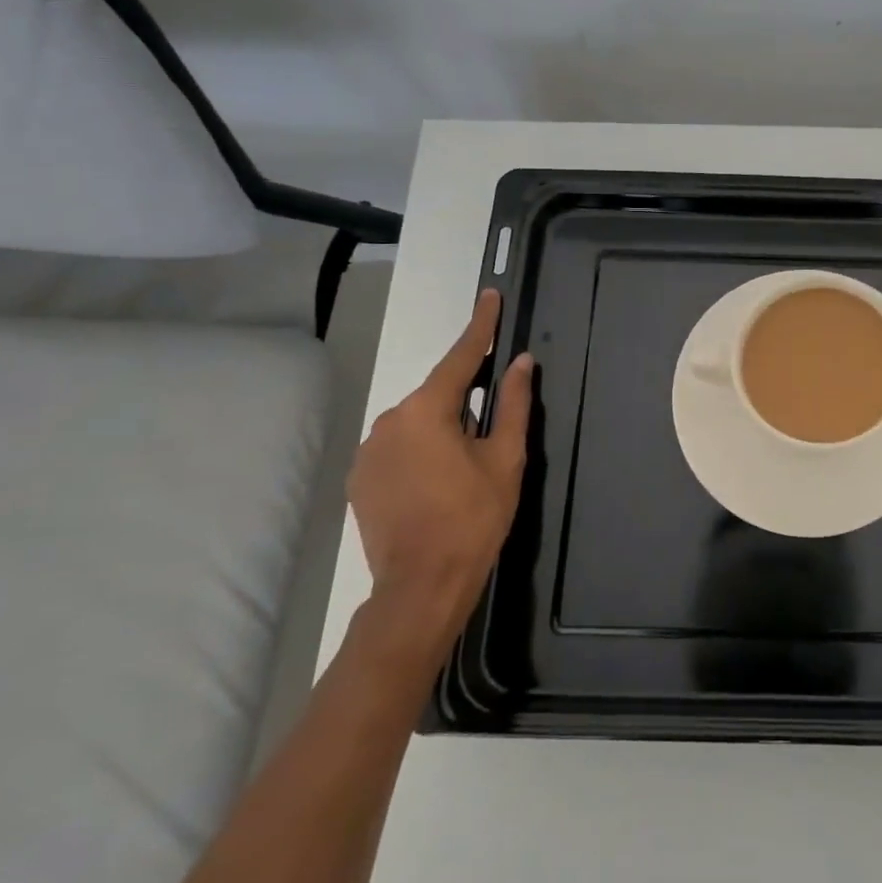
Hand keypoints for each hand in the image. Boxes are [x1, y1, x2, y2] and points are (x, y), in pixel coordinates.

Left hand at [348, 288, 533, 650]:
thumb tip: (521, 363)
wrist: (421, 586)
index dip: (480, 326)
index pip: (460, 357)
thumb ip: (514, 404)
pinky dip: (420, 454)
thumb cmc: (473, 518)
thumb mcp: (506, 459)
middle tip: (488, 443)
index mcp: (427, 410)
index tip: (490, 296)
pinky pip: (398, 448)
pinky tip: (434, 487)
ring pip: (417, 423)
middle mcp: (389, 420)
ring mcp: (369, 451)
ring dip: (441, 433)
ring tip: (461, 475)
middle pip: (438, 395)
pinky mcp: (360, 478)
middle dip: (464, 405)